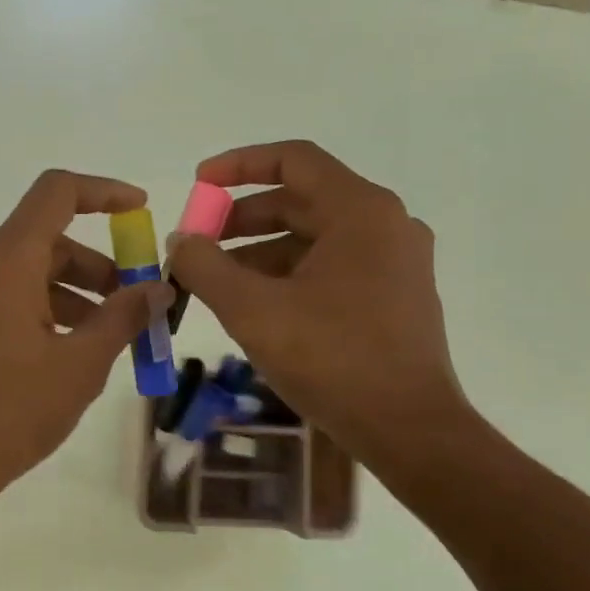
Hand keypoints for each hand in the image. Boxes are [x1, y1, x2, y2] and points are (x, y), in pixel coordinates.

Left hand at [0, 170, 171, 509]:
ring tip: (105, 341)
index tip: (140, 210)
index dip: (104, 192)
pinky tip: (63, 355)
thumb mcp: (80, 366)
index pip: (57, 192)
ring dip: (71, 295)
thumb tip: (157, 287)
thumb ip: (122, 317)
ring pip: (25, 275)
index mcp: (6, 262)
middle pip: (46, 241)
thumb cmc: (9, 412)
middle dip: (97, 267)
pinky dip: (39, 312)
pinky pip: (1, 300)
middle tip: (134, 306)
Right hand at [167, 140, 474, 480]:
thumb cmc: (332, 359)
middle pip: (302, 200)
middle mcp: (386, 225)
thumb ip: (205, 267)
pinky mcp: (396, 298)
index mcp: (360, 211)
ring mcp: (395, 263)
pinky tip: (258, 307)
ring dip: (262, 252)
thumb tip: (180, 241)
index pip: (293, 160)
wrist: (409, 430)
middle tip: (199, 244)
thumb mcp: (253, 310)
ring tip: (218, 283)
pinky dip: (290, 275)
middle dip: (242, 219)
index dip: (238, 165)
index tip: (197, 184)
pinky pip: (333, 268)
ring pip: (315, 238)